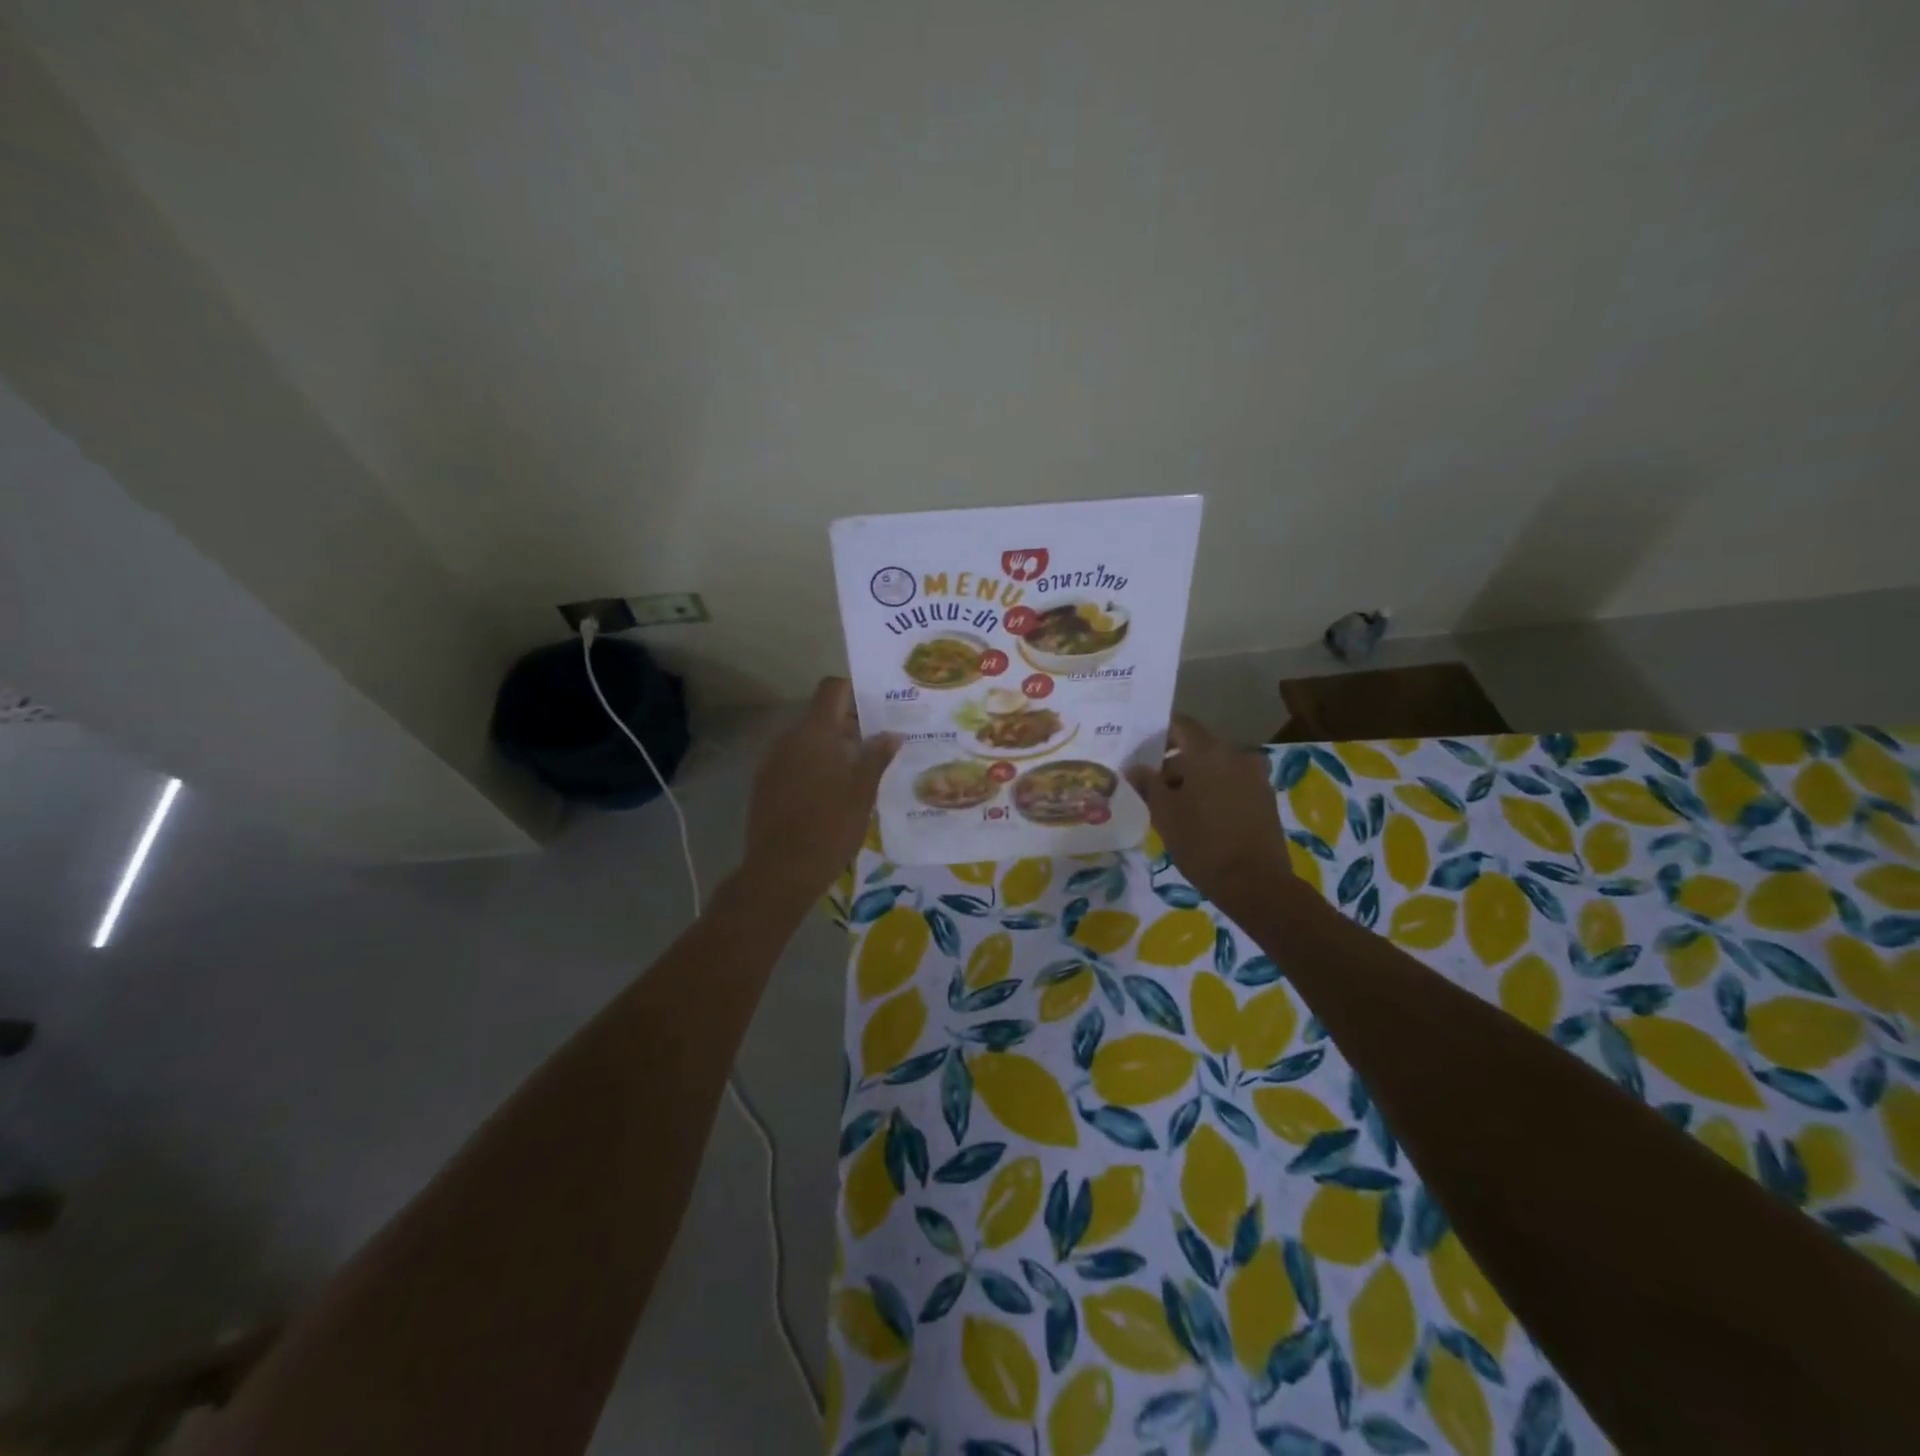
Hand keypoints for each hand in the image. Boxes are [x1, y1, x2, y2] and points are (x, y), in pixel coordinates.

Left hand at [742, 678, 898, 902]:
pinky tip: (832, 793)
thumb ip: (877, 757)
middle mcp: (789, 738)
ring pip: (807, 741)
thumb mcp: (863, 792)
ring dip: (832, 748)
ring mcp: (772, 761)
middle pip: (821, 715)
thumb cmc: (830, 826)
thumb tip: (892, 733)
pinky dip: (814, 767)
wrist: (780, 871)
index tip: (878, 707)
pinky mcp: (764, 784)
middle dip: (850, 725)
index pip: (832, 688)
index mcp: (815, 732)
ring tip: (859, 772)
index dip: (854, 690)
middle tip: (879, 745)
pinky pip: (794, 762)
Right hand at [1128, 715, 1292, 919]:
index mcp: (1209, 753)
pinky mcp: (1266, 798)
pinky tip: (1201, 817)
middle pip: (1198, 748)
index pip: (1180, 725)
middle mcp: (1236, 755)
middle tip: (1153, 788)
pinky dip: (1215, 792)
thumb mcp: (1164, 814)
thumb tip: (1135, 768)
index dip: (1158, 734)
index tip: (1141, 753)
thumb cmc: (1202, 843)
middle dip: (1174, 764)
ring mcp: (1255, 776)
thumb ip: (1148, 784)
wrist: (1256, 884)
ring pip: (1216, 767)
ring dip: (1195, 780)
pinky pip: (1232, 784)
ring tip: (1175, 807)